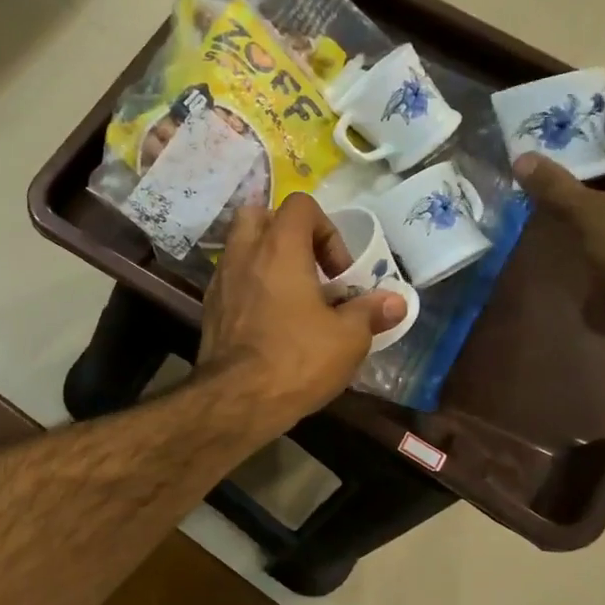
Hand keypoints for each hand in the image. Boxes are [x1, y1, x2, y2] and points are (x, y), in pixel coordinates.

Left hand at [198, 193, 406, 430]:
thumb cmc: (296, 359)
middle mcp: (244, 254)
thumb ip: (370, 313)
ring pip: (240, 247)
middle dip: (286, 233)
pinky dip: (250, 287)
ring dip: (266, 260)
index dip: (327, 229)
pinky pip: (231, 280)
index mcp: (279, 248)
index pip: (300, 204)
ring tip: (291, 296)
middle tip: (308, 269)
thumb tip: (395, 303)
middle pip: (259, 215)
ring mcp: (220, 280)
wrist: (236, 400)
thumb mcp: (348, 338)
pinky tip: (270, 320)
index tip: (338, 272)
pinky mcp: (209, 308)